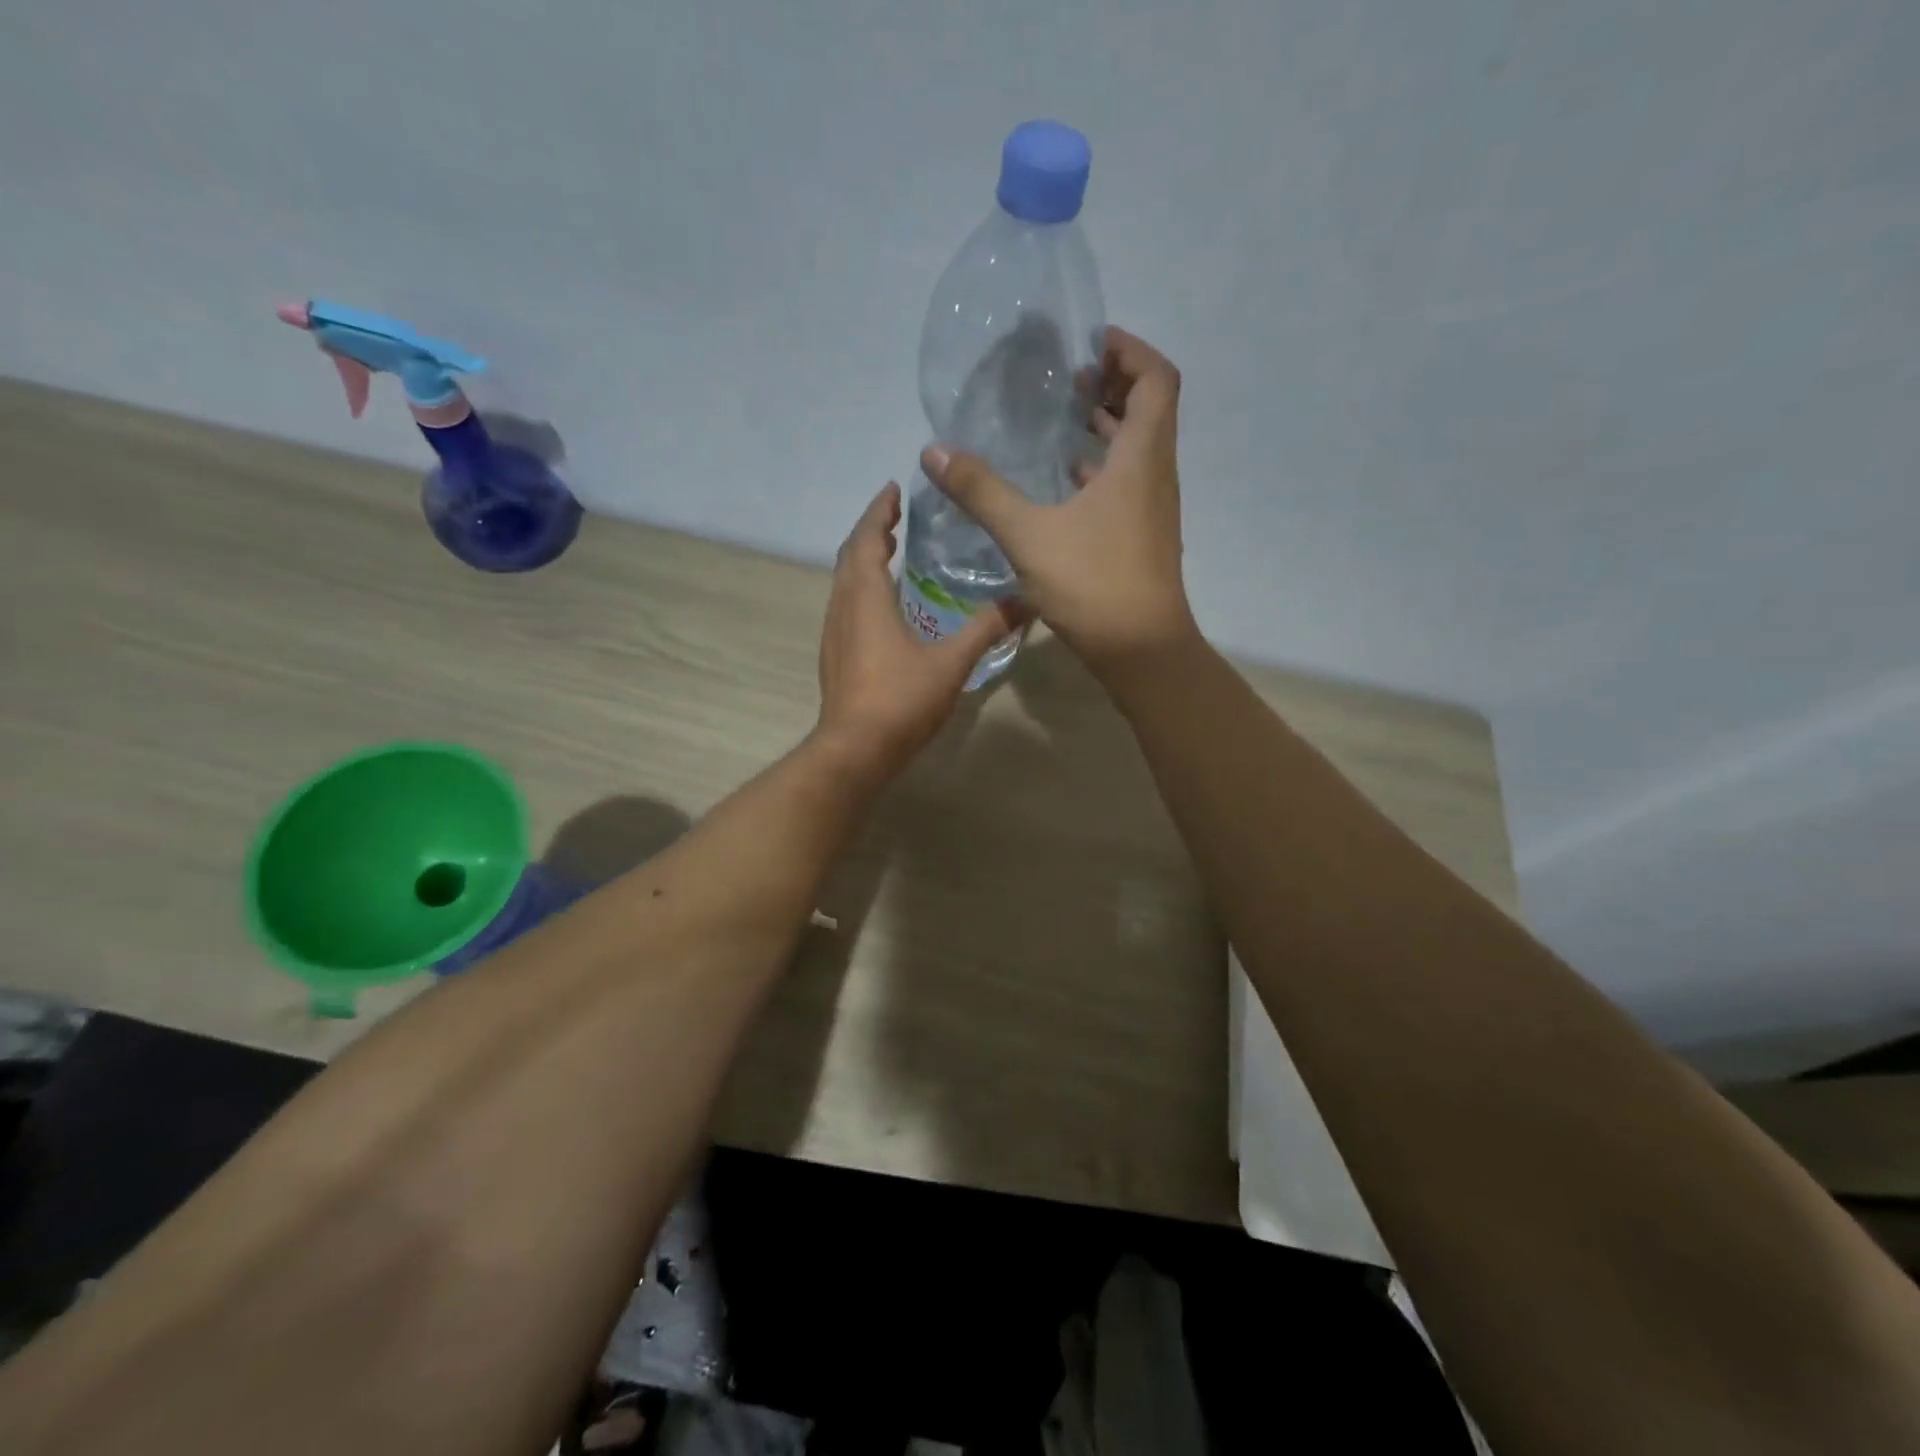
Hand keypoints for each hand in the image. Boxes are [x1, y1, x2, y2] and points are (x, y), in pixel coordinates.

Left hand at [813, 483, 1023, 781]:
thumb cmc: (900, 700)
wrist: (855, 751)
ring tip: (889, 553)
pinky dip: (862, 590)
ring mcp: (834, 634)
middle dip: (871, 532)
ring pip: (844, 584)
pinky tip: (884, 607)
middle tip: (895, 518)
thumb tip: (1027, 601)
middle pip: (850, 557)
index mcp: (866, 598)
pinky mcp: (835, 658)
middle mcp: (843, 608)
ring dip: (864, 562)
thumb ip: (986, 629)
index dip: (878, 512)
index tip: (892, 490)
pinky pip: (846, 607)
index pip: (866, 540)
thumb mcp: (951, 662)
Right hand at [920, 327, 1195, 674]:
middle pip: (1150, 408)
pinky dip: (1104, 469)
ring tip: (1063, 420)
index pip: (1157, 378)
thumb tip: (934, 451)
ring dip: (1109, 428)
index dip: (1129, 350)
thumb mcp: (1029, 535)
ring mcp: (1153, 509)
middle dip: (1114, 384)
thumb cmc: (1094, 584)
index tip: (1090, 343)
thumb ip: (982, 492)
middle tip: (1069, 379)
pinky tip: (1066, 484)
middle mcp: (1156, 475)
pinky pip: (1129, 483)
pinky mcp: (1143, 536)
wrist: (1141, 651)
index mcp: (1141, 458)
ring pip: (1140, 449)